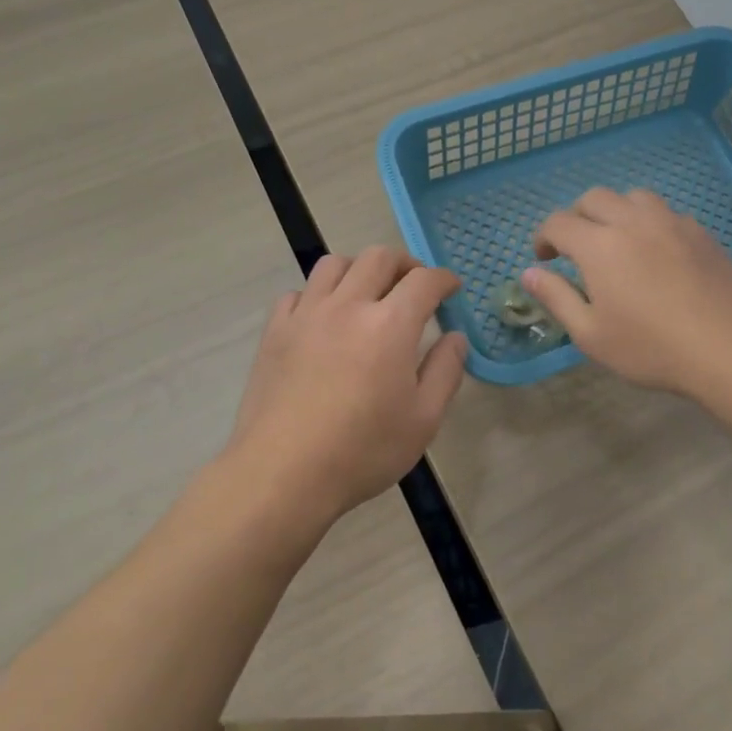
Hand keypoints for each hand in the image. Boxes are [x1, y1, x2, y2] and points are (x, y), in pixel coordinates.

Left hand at [228, 247, 467, 527]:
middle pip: (379, 257)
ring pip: (334, 264)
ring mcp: (307, 315)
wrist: (282, 473)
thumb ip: (445, 371)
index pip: (424, 280)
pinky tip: (323, 319)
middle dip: (405, 263)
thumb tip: (455, 338)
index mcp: (390, 324)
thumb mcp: (423, 420)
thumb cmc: (362, 451)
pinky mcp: (275, 331)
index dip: (444, 278)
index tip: (452, 288)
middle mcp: (348, 305)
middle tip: (414, 285)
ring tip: (368, 292)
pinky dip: (318, 295)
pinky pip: (298, 293)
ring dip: (359, 269)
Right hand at [523, 188, 731, 397]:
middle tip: (576, 249)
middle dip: (576, 217)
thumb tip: (528, 273)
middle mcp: (632, 221)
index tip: (545, 260)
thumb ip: (556, 298)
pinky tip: (656, 253)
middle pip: (594, 198)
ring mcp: (671, 222)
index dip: (544, 237)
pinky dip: (649, 223)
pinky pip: (665, 213)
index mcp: (599, 245)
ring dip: (615, 212)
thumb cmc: (651, 348)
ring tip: (617, 242)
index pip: (558, 222)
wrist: (730, 350)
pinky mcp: (700, 232)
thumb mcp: (591, 335)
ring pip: (633, 197)